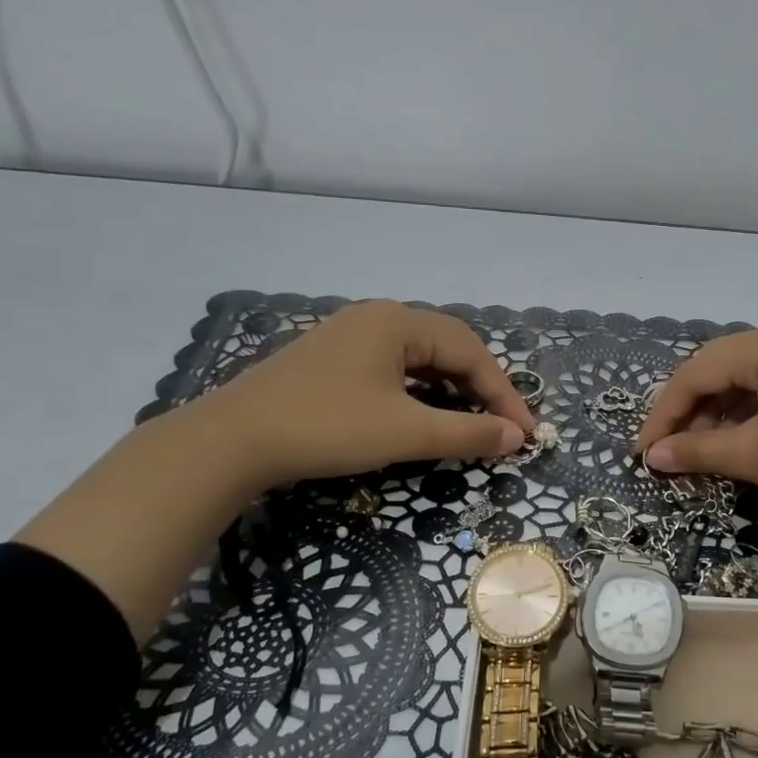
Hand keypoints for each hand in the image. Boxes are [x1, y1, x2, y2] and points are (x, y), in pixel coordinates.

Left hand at [202, 300, 534, 487]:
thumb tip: (516, 437)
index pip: (470, 352)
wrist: (232, 440)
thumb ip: (466, 432)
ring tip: (474, 423)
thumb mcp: (405, 432)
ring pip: (421, 359)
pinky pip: (395, 368)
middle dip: (481, 389)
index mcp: (398, 321)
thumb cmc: (327, 427)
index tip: (525, 433)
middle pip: (448, 348)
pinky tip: (427, 414)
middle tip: (504, 428)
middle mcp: (378, 317)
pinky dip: (422, 392)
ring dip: (453, 391)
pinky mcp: (335, 359)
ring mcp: (353, 335)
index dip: (503, 394)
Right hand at [633, 327, 757, 525]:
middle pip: (718, 368)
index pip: (694, 372)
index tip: (644, 451)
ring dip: (717, 412)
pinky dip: (747, 412)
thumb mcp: (754, 454)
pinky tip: (741, 440)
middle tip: (669, 448)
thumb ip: (697, 451)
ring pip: (745, 378)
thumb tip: (652, 456)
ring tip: (702, 449)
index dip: (663, 413)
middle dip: (688, 410)